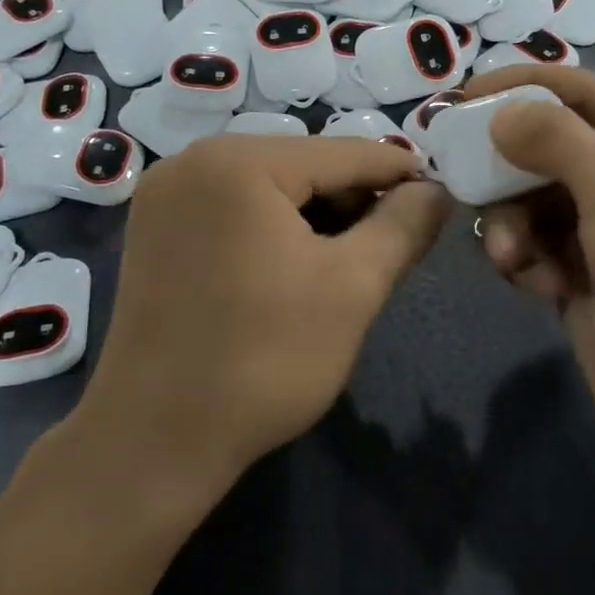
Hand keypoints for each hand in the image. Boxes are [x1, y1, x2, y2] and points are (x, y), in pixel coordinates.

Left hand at [79, 134, 451, 499]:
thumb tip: (436, 191)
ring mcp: (166, 194)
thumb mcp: (354, 287)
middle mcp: (194, 160)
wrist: (154, 442)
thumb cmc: (264, 360)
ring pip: (269, 186)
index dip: (399, 172)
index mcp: (239, 162)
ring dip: (317, 214)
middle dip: (354, 199)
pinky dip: (274, 226)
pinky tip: (296, 265)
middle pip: (303, 165)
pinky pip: (234, 207)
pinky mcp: (155, 228)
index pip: (344, 152)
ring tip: (350, 259)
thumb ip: (404, 226)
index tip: (440, 194)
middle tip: (394, 242)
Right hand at [467, 66, 594, 496]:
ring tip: (514, 258)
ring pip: (532, 200)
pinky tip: (539, 286)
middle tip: (465, 183)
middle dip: (509, 172)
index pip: (578, 91)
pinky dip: (527, 260)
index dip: (518, 89)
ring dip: (514, 224)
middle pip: (547, 147)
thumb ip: (554, 138)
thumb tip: (500, 112)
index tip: (458, 98)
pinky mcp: (583, 273)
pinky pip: (535, 244)